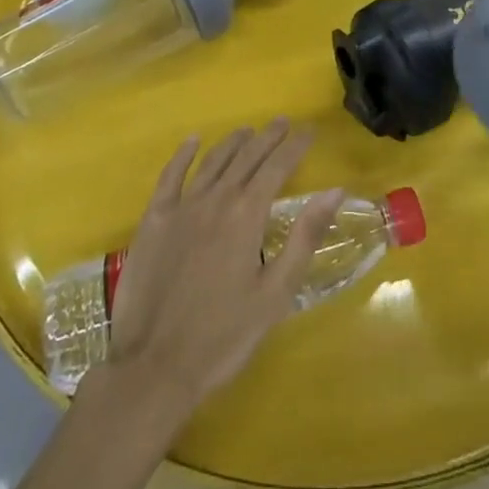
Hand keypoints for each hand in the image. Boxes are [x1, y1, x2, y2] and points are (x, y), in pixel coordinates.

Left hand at [102, 120, 342, 419]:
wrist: (154, 366)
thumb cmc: (223, 336)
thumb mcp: (275, 293)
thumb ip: (305, 237)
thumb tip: (334, 191)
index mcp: (247, 214)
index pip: (277, 167)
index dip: (295, 146)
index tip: (310, 131)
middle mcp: (216, 199)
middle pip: (247, 157)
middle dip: (268, 137)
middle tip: (283, 122)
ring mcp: (181, 207)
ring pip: (213, 161)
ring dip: (233, 142)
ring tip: (248, 130)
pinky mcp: (154, 220)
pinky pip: (170, 176)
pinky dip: (183, 154)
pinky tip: (193, 141)